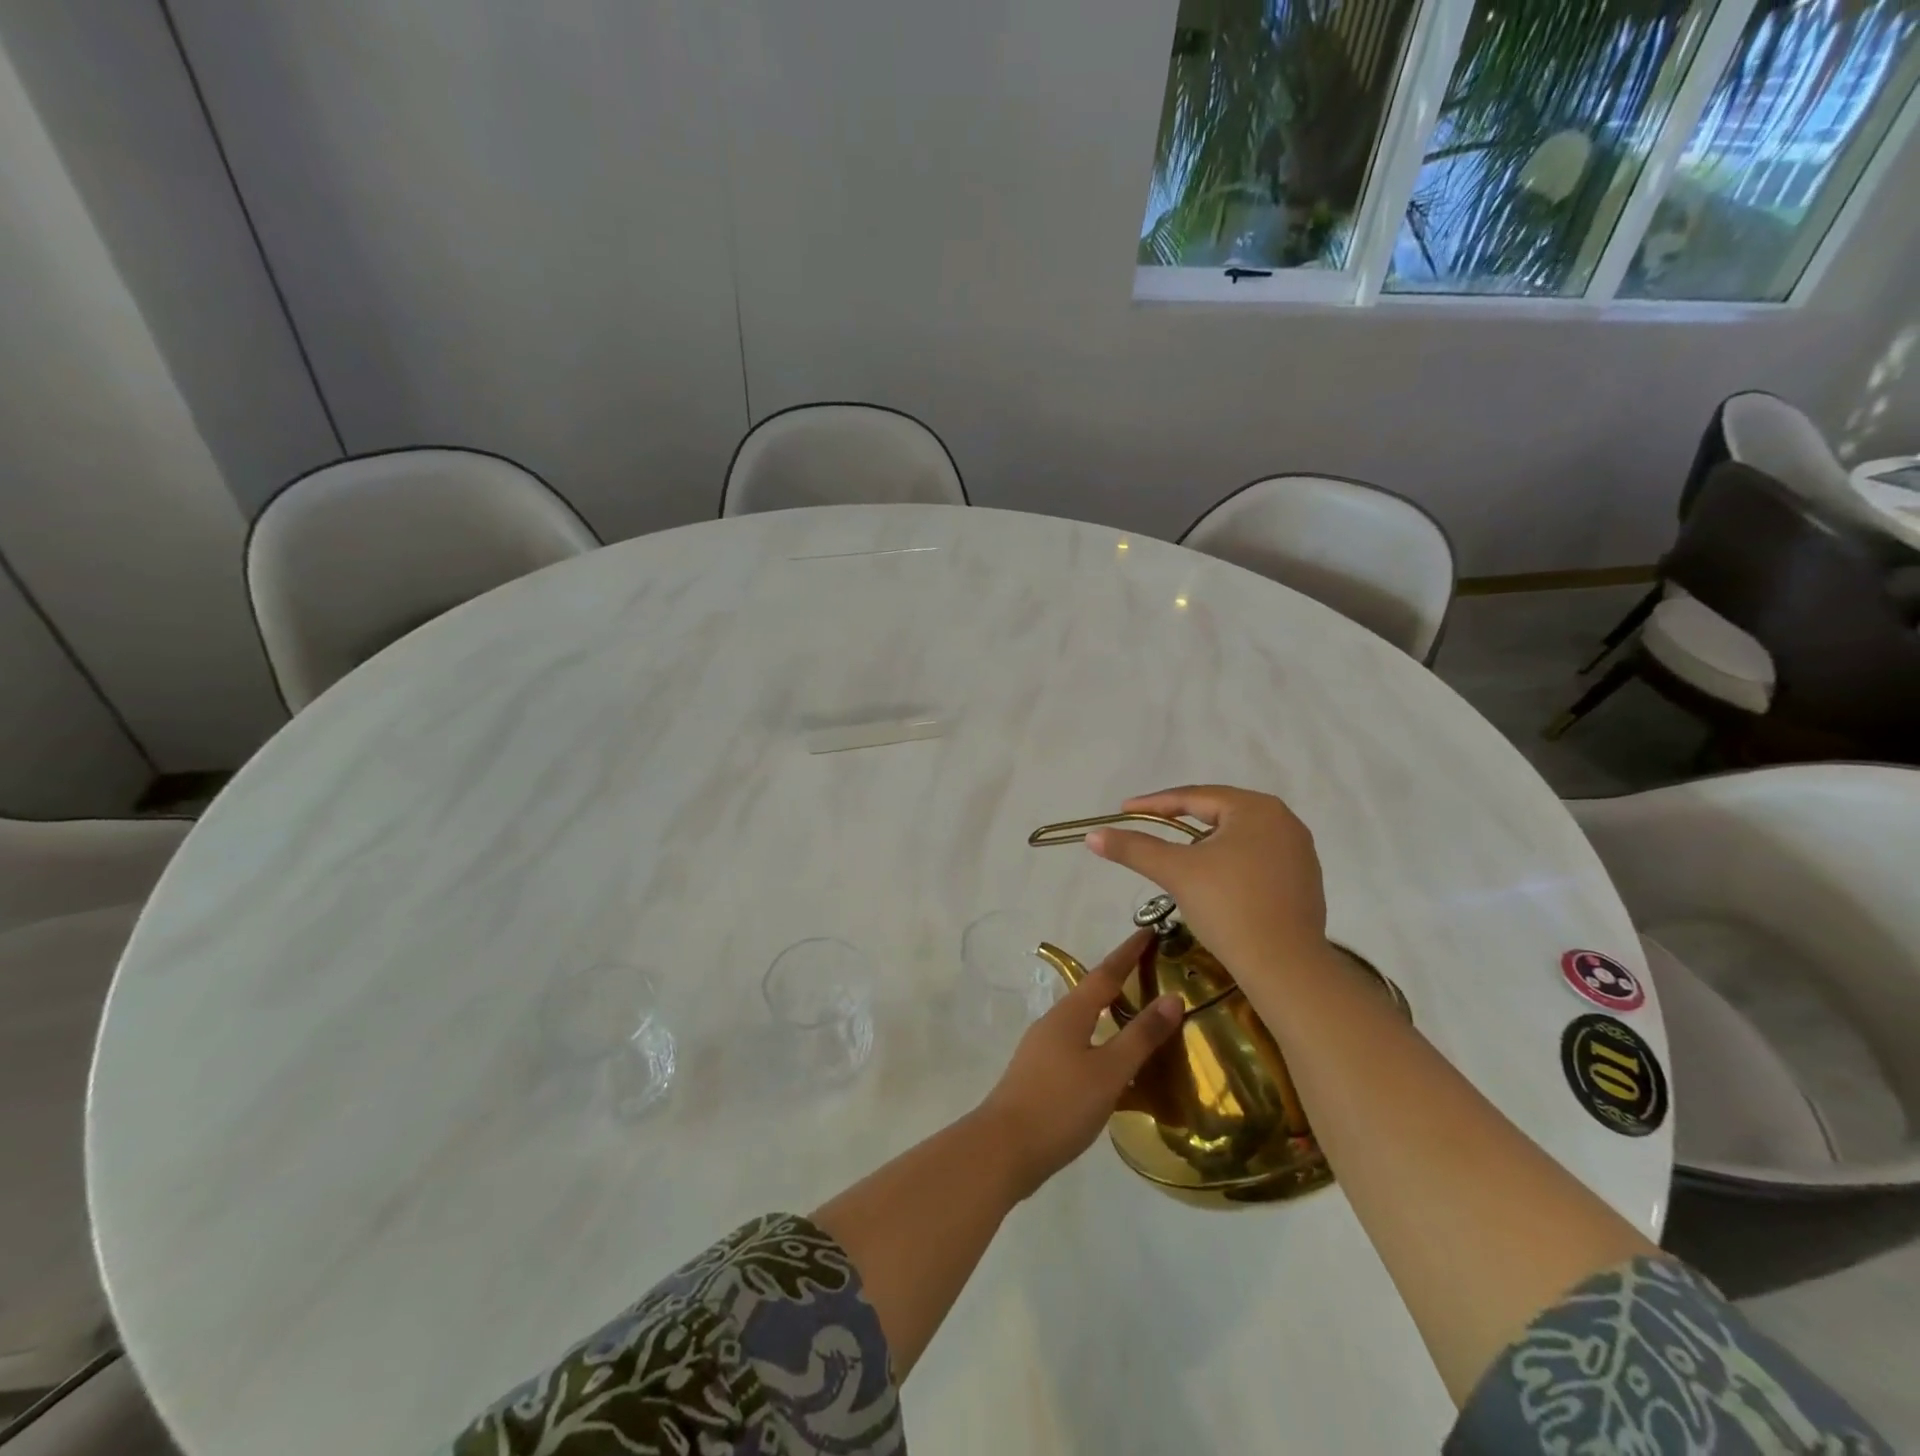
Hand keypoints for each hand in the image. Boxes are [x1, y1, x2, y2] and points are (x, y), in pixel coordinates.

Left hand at [977, 931, 1181, 1197]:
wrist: (1004, 1149)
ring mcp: (1042, 1049)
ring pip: (1084, 1021)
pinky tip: (1113, 1063)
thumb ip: (1141, 1036)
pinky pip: (1078, 1045)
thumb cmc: (1060, 1104)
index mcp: (1069, 1014)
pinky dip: (1100, 1041)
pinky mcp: (1040, 1074)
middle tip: (1151, 971)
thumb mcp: (1109, 1071)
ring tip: (1138, 1015)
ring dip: (1110, 1013)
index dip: (1128, 953)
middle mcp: (1053, 1023)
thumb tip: (1172, 997)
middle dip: (1120, 980)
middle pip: (1091, 993)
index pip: (1105, 973)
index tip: (1148, 931)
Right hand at [1086, 785, 1328, 979]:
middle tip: (1149, 825)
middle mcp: (1284, 820)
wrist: (1285, 967)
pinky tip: (1214, 880)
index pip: (1194, 797)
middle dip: (1181, 820)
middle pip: (1219, 813)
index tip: (1124, 810)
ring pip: (1238, 837)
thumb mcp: (1175, 872)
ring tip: (1178, 854)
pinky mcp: (1304, 880)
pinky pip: (1256, 858)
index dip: (1154, 803)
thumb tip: (1093, 835)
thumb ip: (1133, 848)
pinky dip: (1229, 862)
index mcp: (1256, 808)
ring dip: (1205, 842)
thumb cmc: (1229, 907)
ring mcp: (1299, 851)